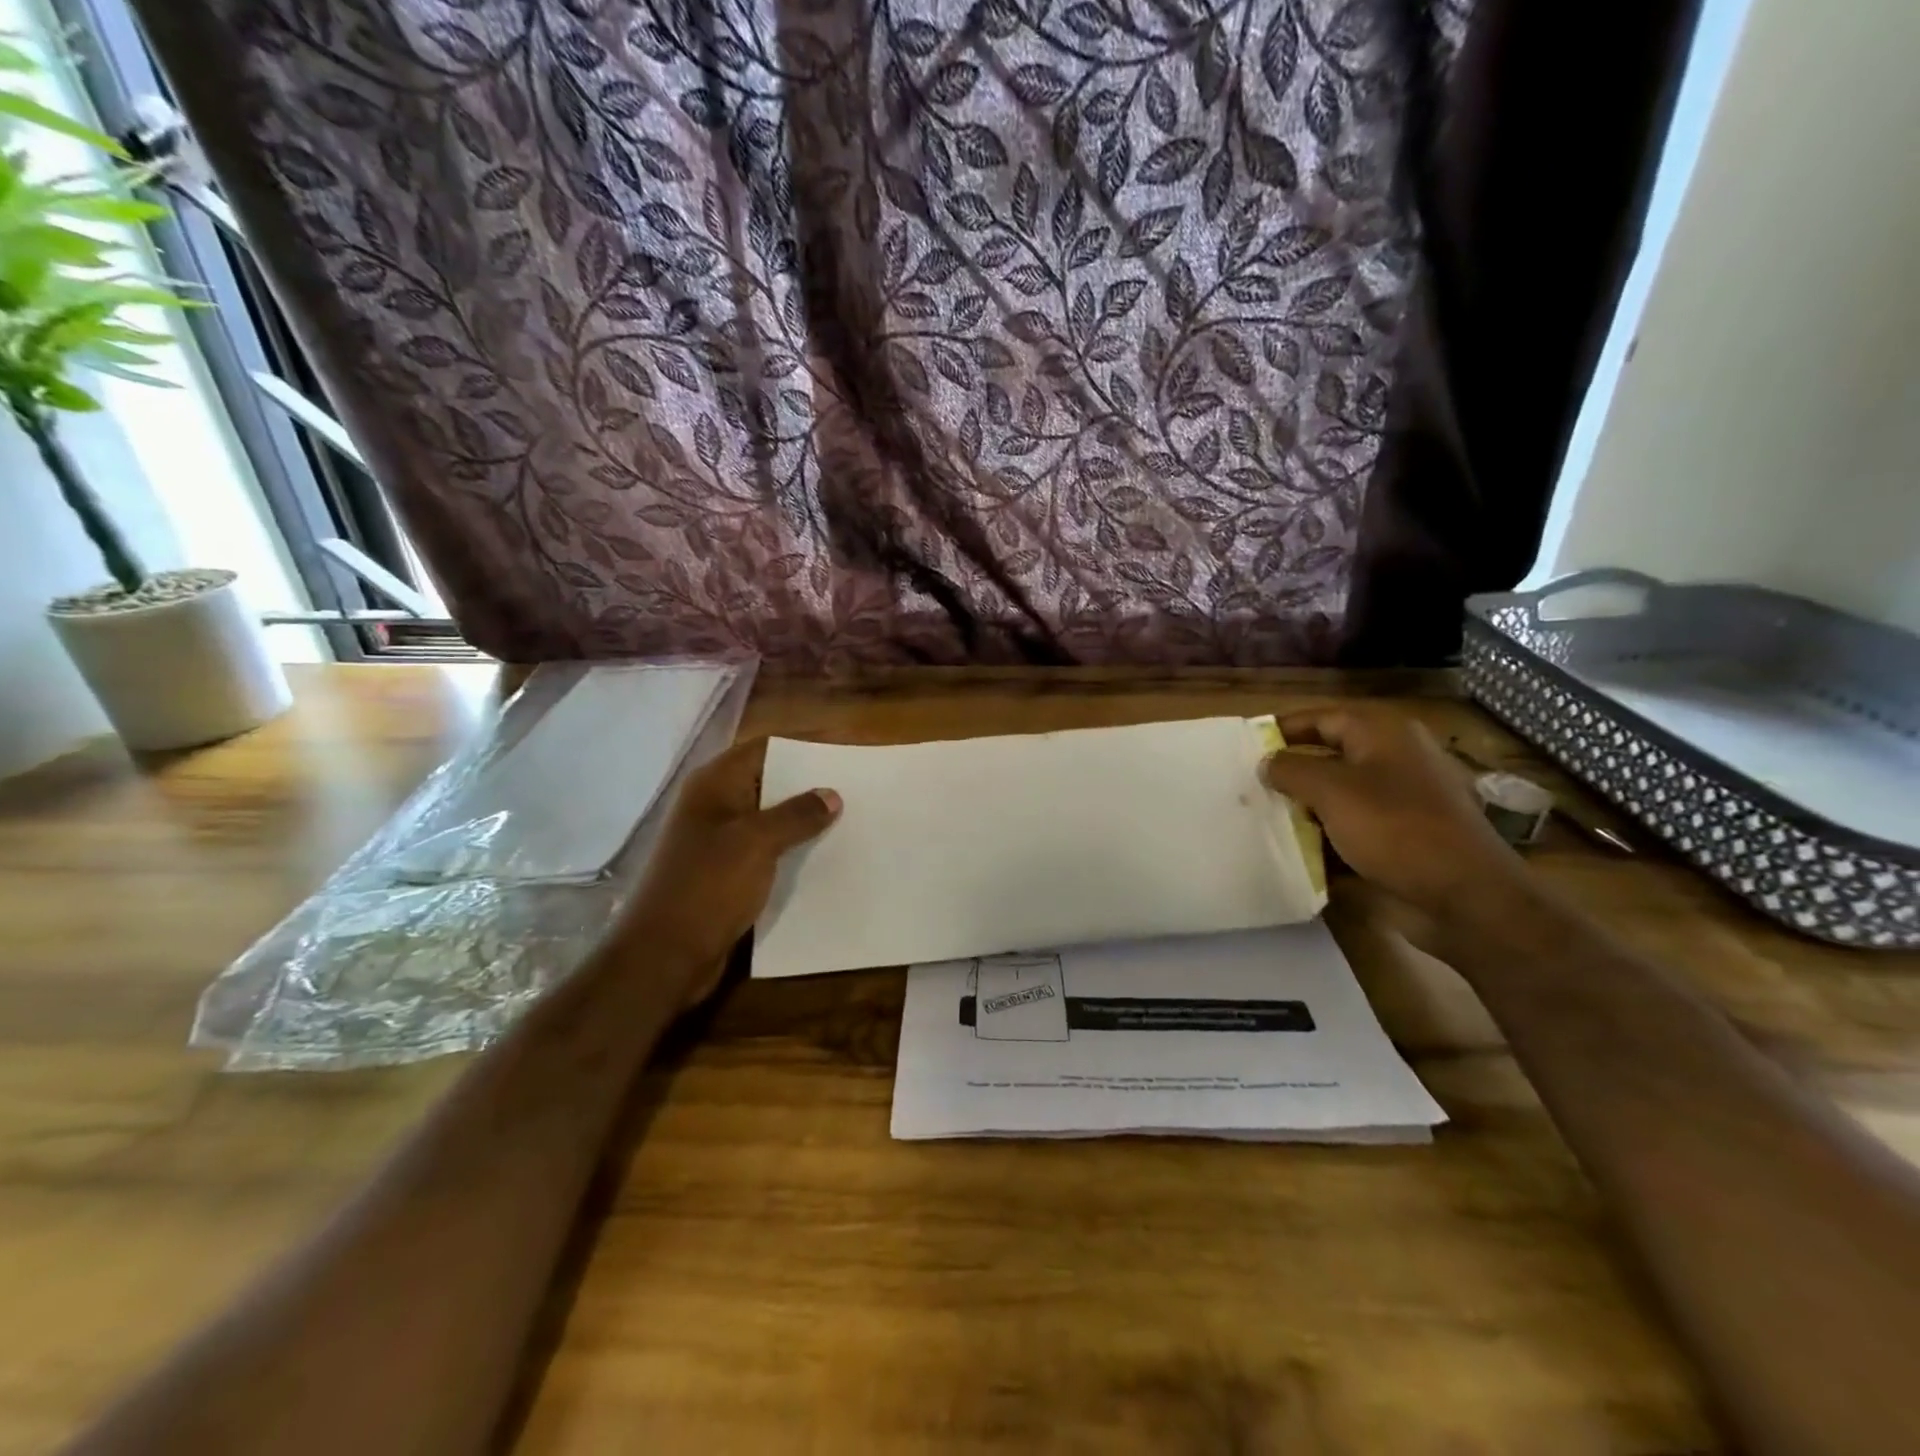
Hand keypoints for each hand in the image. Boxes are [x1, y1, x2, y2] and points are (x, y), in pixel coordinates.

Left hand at [621, 739, 839, 1006]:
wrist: (663, 956)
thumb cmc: (707, 887)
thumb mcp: (756, 843)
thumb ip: (796, 814)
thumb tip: (831, 794)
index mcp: (714, 785)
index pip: (765, 747)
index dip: (804, 745)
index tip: (845, 749)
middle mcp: (715, 805)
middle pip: (769, 780)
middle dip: (810, 783)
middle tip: (856, 786)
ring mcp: (718, 841)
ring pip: (770, 818)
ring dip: (804, 820)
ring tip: (851, 819)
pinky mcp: (726, 874)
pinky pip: (766, 851)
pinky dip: (793, 850)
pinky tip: (825, 856)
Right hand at [1261, 706, 1526, 918]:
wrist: (1466, 895)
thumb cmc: (1395, 828)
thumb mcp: (1331, 790)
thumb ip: (1290, 769)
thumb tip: (1267, 762)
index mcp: (1383, 734)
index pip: (1321, 718)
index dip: (1283, 730)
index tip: (1245, 747)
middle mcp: (1396, 758)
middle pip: (1330, 755)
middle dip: (1291, 771)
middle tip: (1250, 786)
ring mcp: (1404, 798)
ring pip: (1341, 793)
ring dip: (1306, 806)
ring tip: (1266, 818)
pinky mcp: (1406, 835)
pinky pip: (1356, 825)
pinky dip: (1329, 834)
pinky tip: (1301, 849)